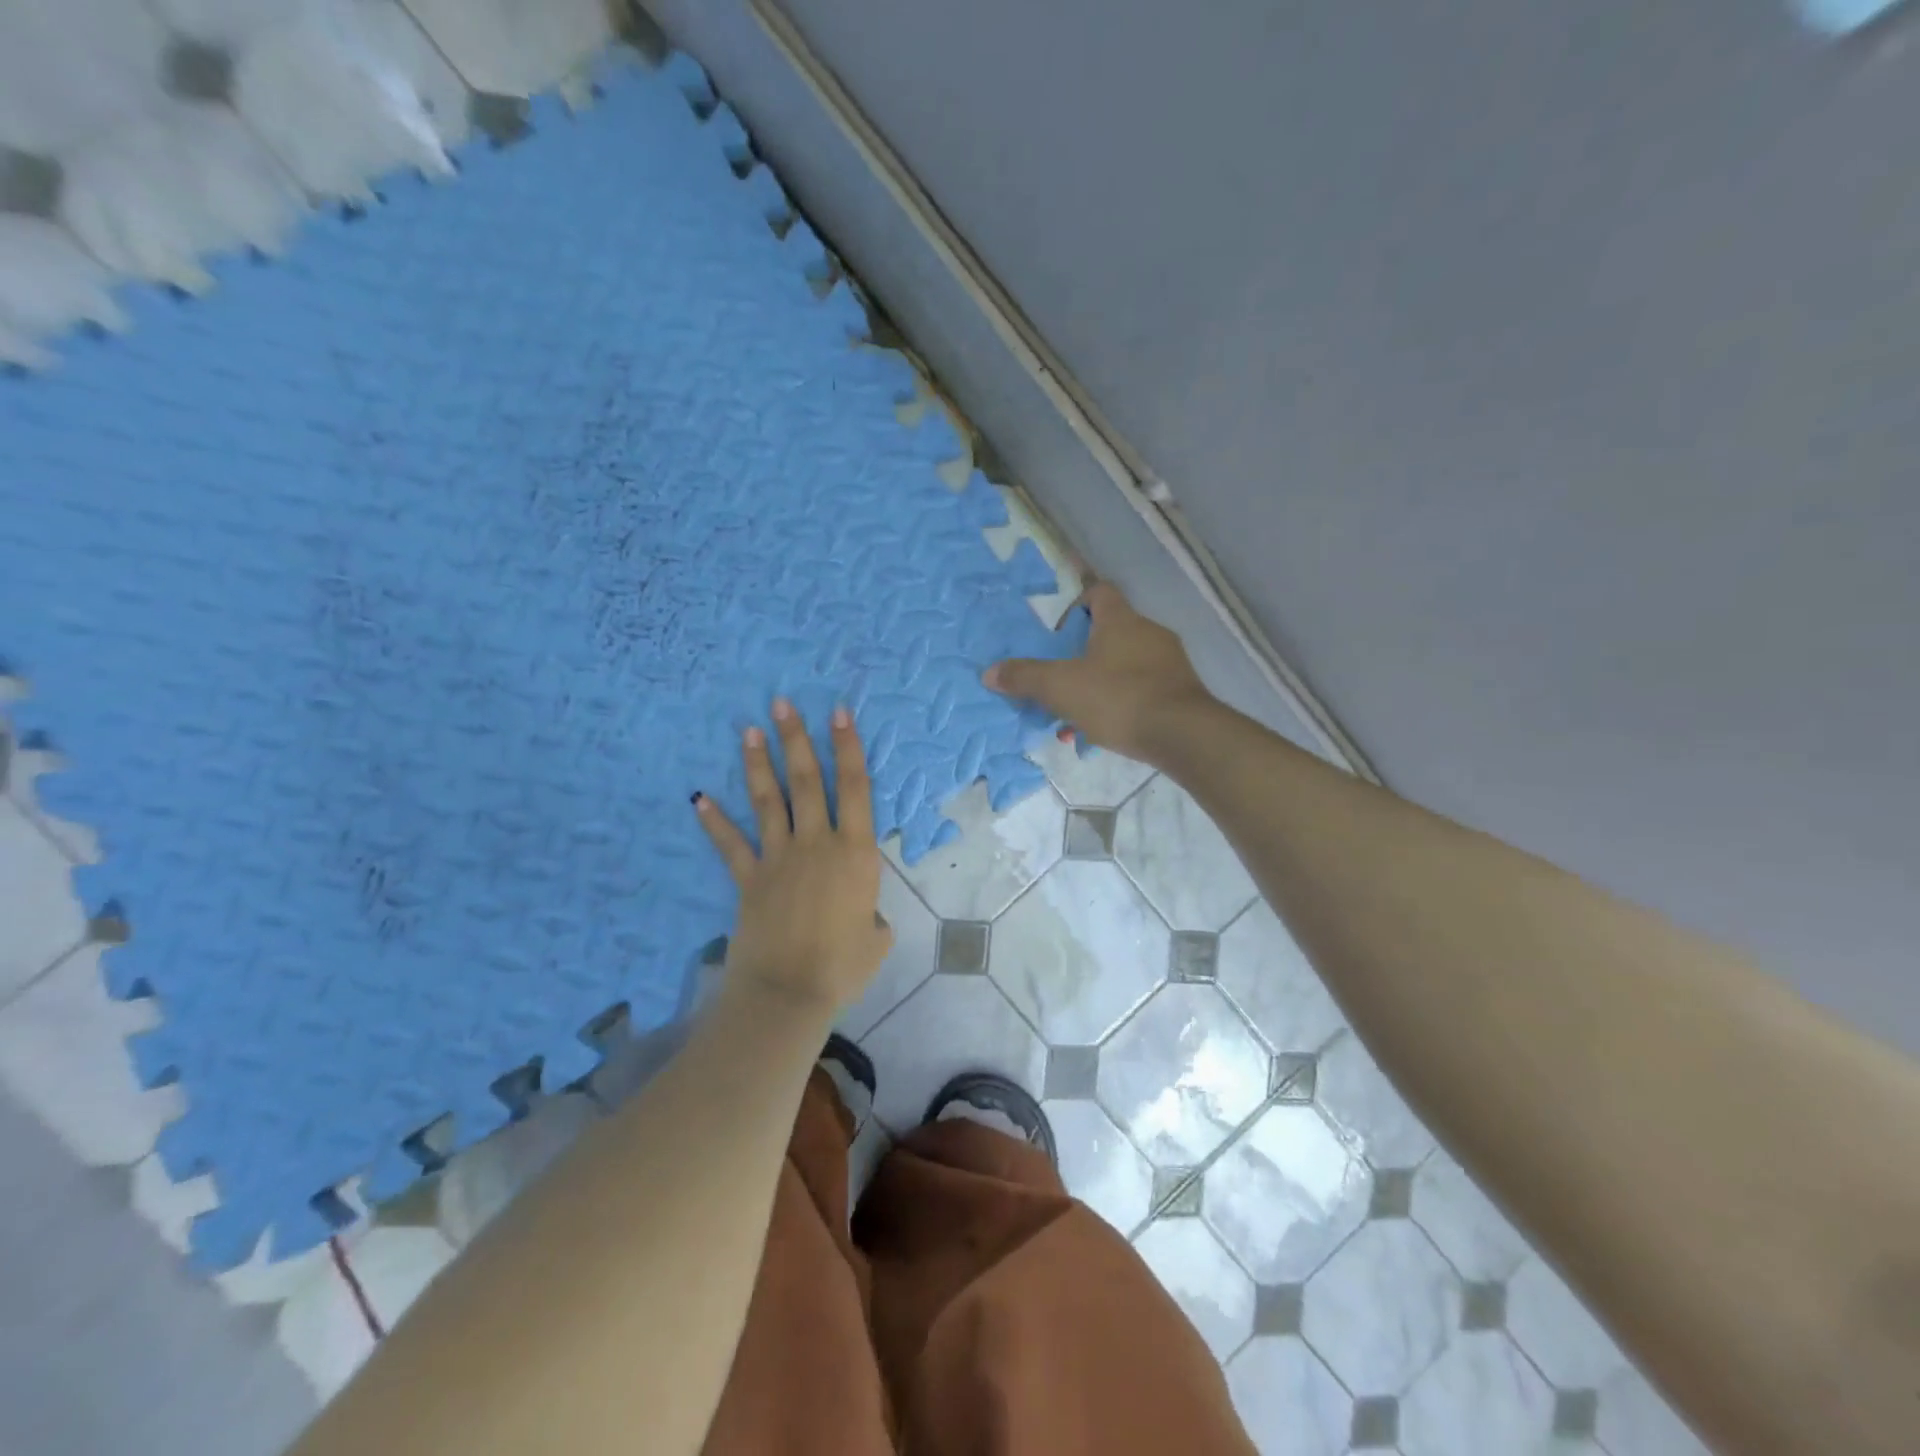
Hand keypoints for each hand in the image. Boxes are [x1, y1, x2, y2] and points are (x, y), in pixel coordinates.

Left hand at [693, 699, 892, 1012]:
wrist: (789, 992)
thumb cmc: (843, 966)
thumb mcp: (877, 937)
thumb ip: (871, 914)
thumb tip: (860, 913)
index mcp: (855, 853)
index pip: (854, 788)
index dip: (848, 748)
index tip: (839, 713)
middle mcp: (817, 843)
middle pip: (807, 781)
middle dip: (796, 739)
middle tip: (783, 703)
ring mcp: (779, 858)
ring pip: (769, 802)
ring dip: (759, 765)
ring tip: (749, 731)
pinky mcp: (749, 880)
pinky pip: (731, 845)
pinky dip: (715, 822)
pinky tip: (699, 798)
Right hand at [984, 582, 1212, 763]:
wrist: (1182, 734)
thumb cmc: (1118, 698)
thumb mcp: (1060, 688)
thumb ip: (1024, 678)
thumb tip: (990, 672)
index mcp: (1120, 620)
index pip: (1099, 592)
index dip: (1076, 605)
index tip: (1059, 632)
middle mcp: (1149, 632)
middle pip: (1112, 630)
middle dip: (1084, 653)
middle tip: (1062, 678)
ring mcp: (1170, 661)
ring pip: (1127, 663)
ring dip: (1102, 681)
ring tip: (1080, 712)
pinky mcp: (1182, 690)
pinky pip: (1145, 687)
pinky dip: (1124, 701)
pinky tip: (1109, 728)